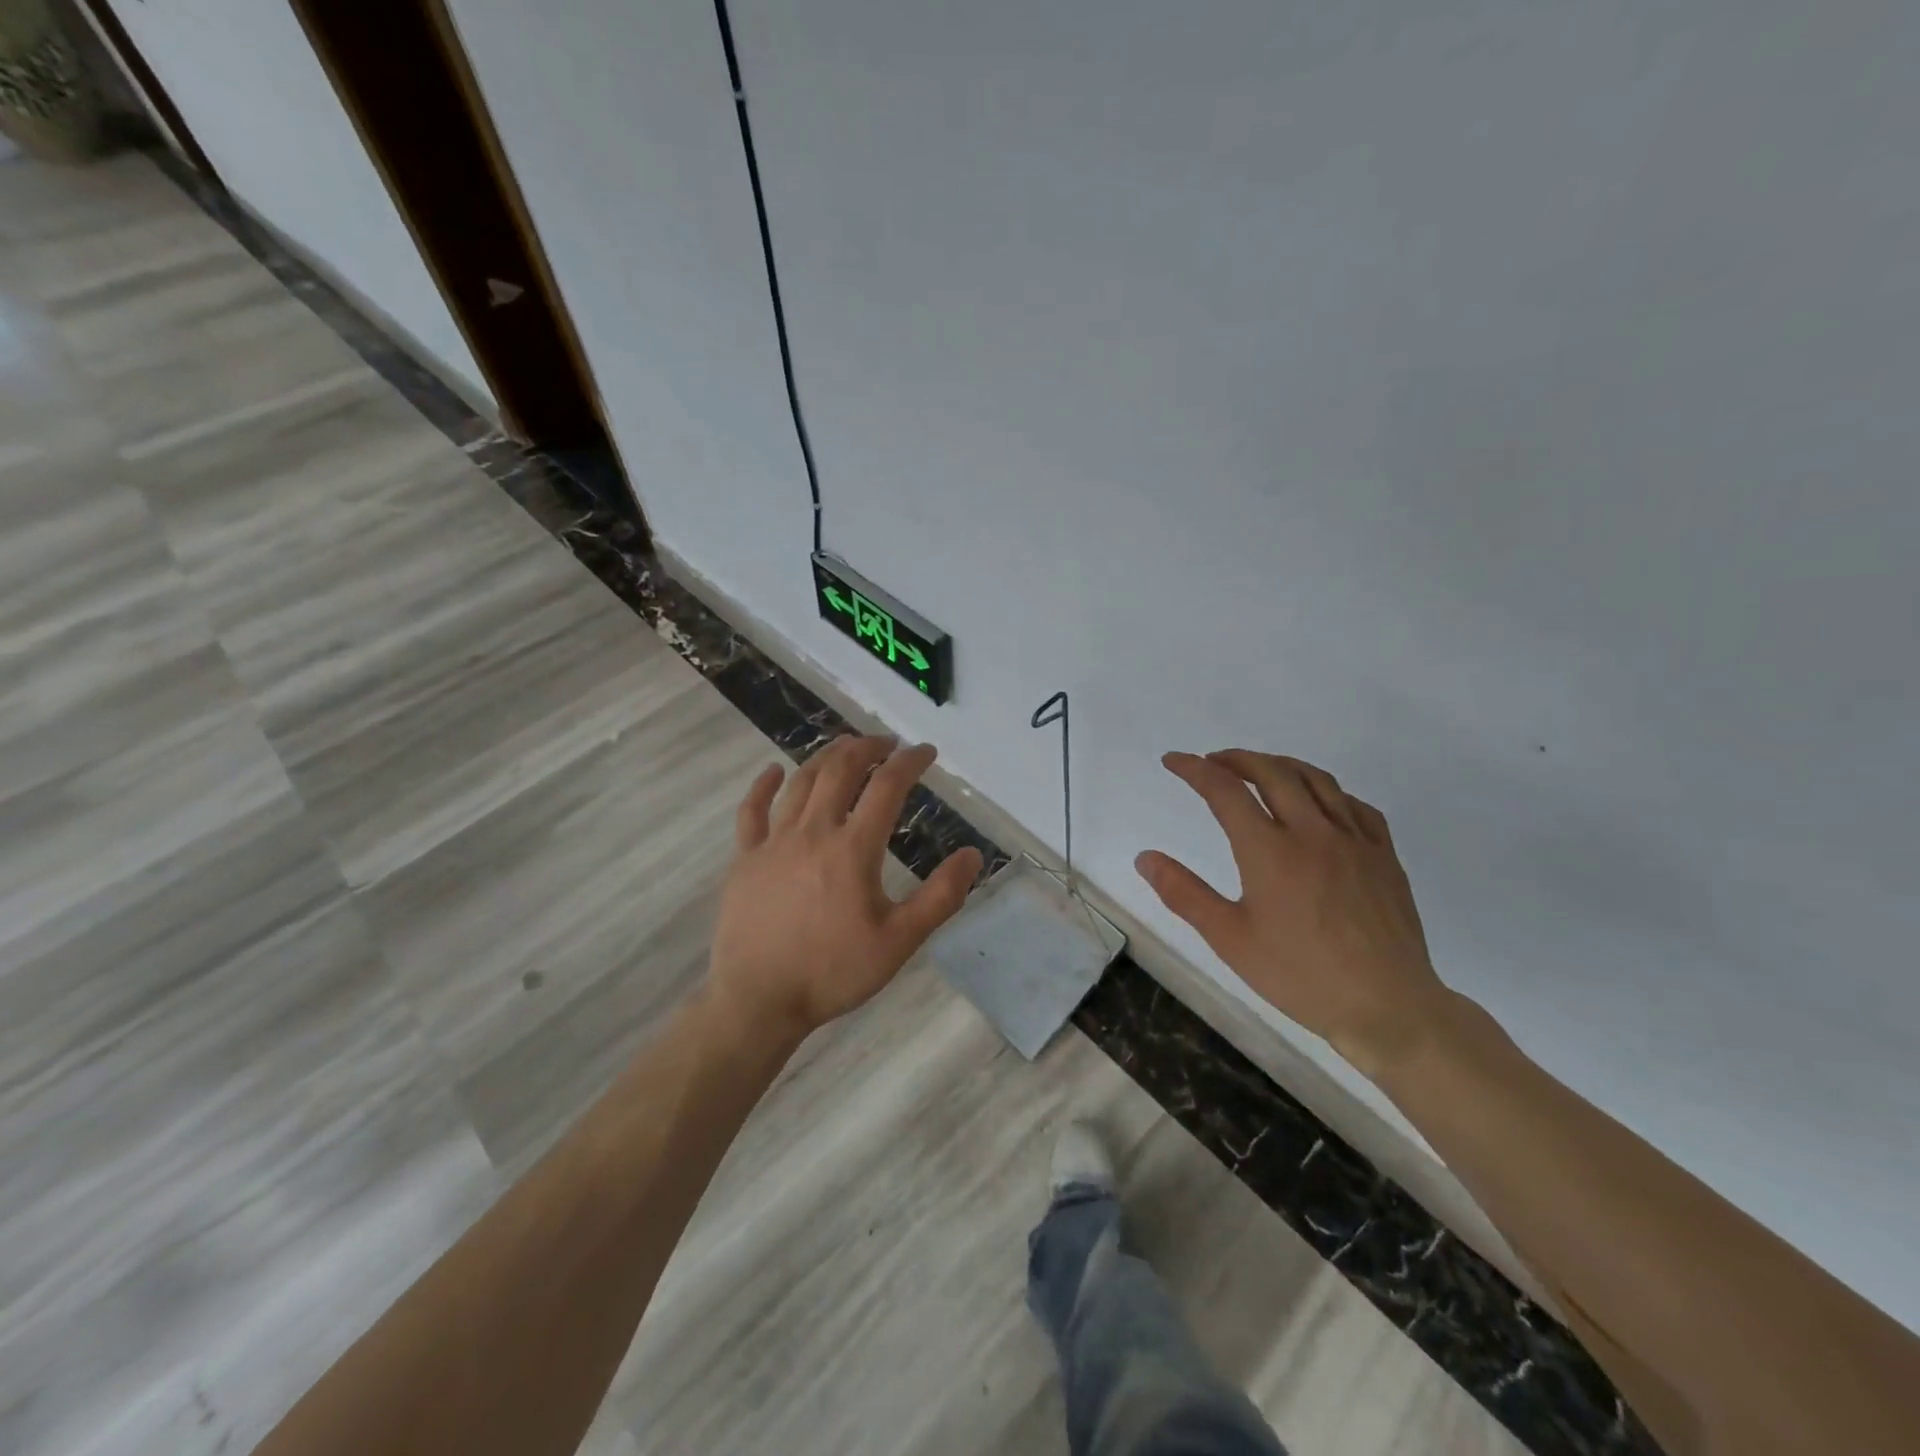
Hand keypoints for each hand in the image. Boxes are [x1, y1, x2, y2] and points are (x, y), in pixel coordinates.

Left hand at [706, 736, 983, 1043]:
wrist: (758, 1001)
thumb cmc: (833, 972)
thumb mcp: (900, 941)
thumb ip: (940, 897)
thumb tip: (974, 855)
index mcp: (853, 849)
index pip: (887, 787)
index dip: (910, 762)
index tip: (926, 752)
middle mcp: (813, 832)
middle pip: (841, 770)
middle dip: (867, 748)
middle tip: (887, 743)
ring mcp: (773, 842)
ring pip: (801, 782)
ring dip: (826, 757)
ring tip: (846, 748)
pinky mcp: (744, 859)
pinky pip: (752, 811)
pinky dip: (764, 786)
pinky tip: (773, 772)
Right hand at [1135, 750, 1450, 1077]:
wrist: (1387, 1006)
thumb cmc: (1300, 976)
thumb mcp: (1229, 939)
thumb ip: (1184, 893)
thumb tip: (1144, 858)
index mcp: (1269, 850)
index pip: (1225, 790)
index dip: (1194, 769)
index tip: (1173, 760)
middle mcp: (1312, 832)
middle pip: (1272, 772)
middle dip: (1236, 759)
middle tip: (1213, 762)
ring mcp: (1354, 840)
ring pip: (1316, 779)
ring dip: (1280, 765)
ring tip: (1260, 770)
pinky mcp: (1384, 856)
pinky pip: (1355, 805)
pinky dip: (1327, 791)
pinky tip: (1319, 803)